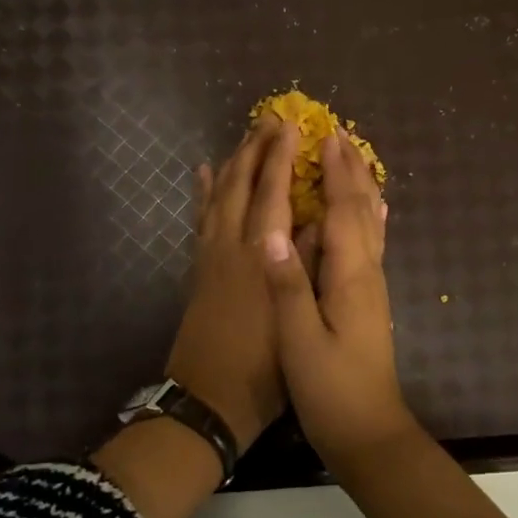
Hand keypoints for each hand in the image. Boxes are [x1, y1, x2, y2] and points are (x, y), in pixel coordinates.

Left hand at [165, 112, 300, 448]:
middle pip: (241, 184)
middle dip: (255, 148)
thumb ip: (305, 264)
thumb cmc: (263, 366)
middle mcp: (231, 245)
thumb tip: (318, 219)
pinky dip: (202, 192)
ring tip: (245, 137)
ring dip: (232, 162)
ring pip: (217, 195)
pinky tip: (203, 173)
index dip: (282, 156)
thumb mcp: (297, 316)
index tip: (292, 126)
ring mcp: (210, 255)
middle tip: (269, 118)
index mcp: (260, 255)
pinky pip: (199, 218)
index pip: (272, 192)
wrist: (208, 400)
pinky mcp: (198, 268)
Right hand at [261, 128, 417, 465]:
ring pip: (371, 223)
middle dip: (351, 170)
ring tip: (352, 159)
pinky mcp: (369, 299)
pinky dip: (368, 216)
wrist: (369, 432)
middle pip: (362, 209)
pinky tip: (372, 212)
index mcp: (350, 276)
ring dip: (361, 186)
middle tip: (338, 133)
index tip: (324, 136)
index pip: (342, 211)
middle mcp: (367, 272)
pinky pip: (370, 242)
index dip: (333, 173)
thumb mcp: (301, 341)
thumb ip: (288, 286)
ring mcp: (372, 286)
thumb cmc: (331, 389)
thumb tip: (269, 232)